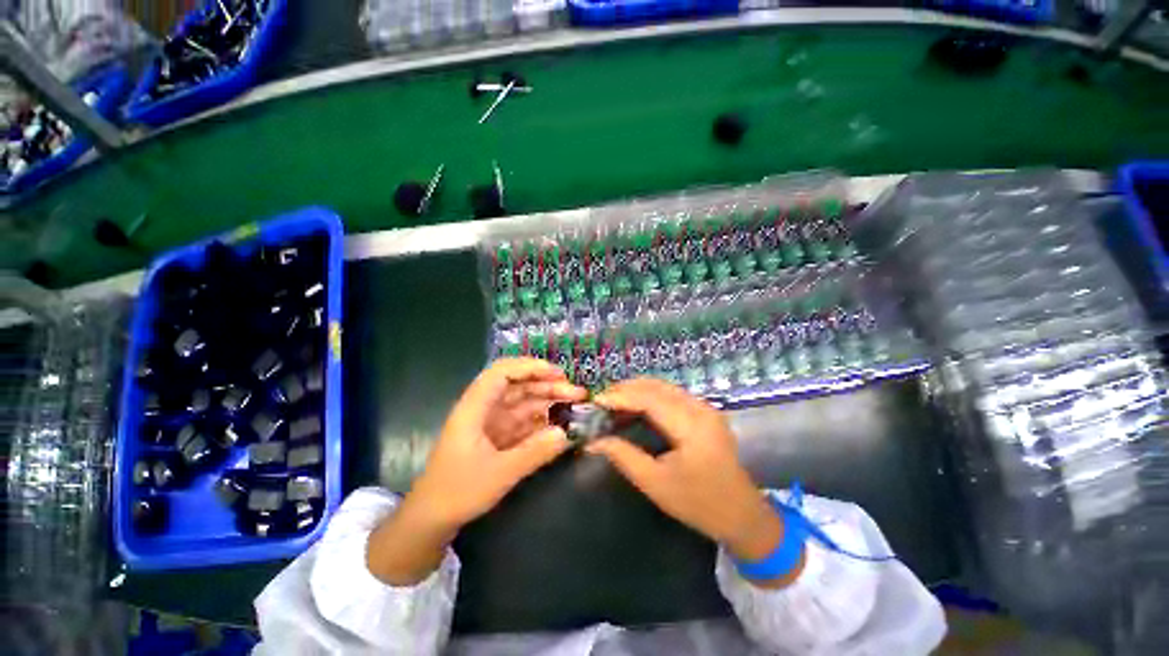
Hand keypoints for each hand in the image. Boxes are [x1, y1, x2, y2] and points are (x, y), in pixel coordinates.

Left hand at [368, 359, 585, 584]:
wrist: (432, 519)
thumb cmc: (458, 492)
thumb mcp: (499, 474)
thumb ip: (534, 452)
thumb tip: (566, 433)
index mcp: (475, 407)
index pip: (502, 372)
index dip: (530, 367)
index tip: (558, 374)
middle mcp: (484, 409)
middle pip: (518, 386)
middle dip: (547, 385)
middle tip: (577, 393)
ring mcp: (492, 422)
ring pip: (524, 402)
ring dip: (548, 401)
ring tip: (575, 405)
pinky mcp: (498, 437)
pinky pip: (524, 421)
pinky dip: (542, 421)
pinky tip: (560, 423)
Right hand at [587, 379, 799, 583]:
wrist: (743, 516)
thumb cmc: (699, 504)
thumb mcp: (656, 484)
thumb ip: (624, 457)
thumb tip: (594, 442)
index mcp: (691, 426)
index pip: (649, 399)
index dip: (620, 396)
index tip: (597, 401)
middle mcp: (700, 408)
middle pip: (657, 387)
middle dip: (626, 389)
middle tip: (602, 400)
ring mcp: (705, 408)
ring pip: (664, 387)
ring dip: (638, 390)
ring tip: (614, 401)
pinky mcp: (705, 413)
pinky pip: (672, 395)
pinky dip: (650, 396)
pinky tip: (636, 405)